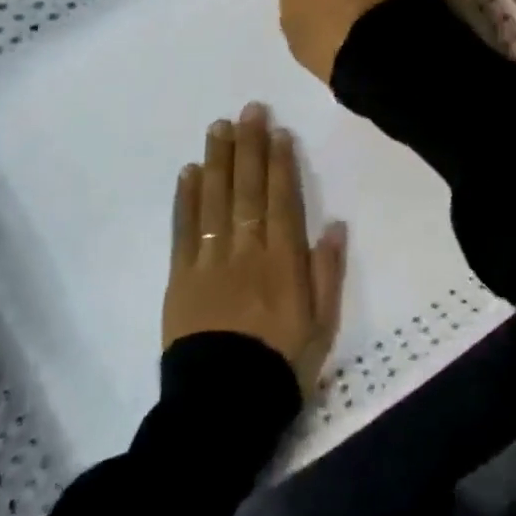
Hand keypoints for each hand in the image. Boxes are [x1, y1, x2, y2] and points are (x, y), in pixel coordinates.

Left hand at [163, 103, 347, 392]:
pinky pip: (184, 230)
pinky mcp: (180, 277)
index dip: (280, 163)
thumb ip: (327, 273)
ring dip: (217, 160)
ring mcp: (210, 261)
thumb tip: (334, 224)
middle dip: (249, 147)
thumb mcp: (322, 327)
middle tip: (248, 110)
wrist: (224, 405)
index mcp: (283, 262)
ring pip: (215, 201)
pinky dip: (186, 199)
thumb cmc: (281, 366)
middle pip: (247, 191)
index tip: (277, 130)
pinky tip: (189, 172)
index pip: (282, 201)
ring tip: (218, 127)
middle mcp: (246, 251)